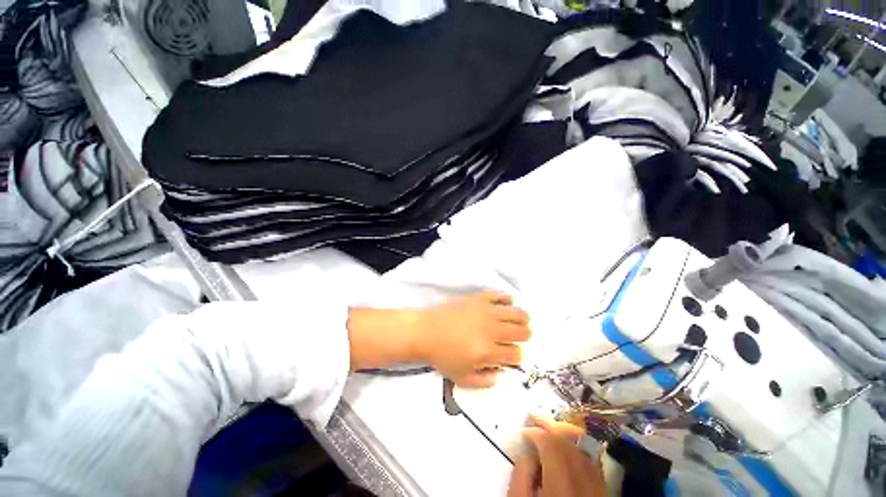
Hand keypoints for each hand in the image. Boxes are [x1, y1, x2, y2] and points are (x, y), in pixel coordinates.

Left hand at [414, 291, 530, 387]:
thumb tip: (501, 373)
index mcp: (488, 351)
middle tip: (518, 337)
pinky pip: (500, 295)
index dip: (517, 357)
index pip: (516, 354)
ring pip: (517, 313)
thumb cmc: (442, 356)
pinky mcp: (479, 297)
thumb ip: (485, 381)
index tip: (511, 356)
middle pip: (522, 332)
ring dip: (522, 319)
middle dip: (524, 337)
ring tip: (519, 321)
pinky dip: (507, 300)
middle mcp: (491, 329)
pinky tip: (505, 304)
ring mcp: (486, 311)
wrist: (425, 330)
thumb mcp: (462, 378)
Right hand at [508, 416, 605, 496]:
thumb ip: (521, 473)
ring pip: (585, 450)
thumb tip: (529, 450)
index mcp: (562, 487)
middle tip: (534, 417)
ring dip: (566, 434)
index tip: (524, 430)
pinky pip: (594, 464)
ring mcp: (599, 490)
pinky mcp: (604, 495)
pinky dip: (580, 449)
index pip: (552, 446)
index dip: (536, 431)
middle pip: (570, 444)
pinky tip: (569, 446)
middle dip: (550, 426)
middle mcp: (586, 485)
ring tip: (550, 427)